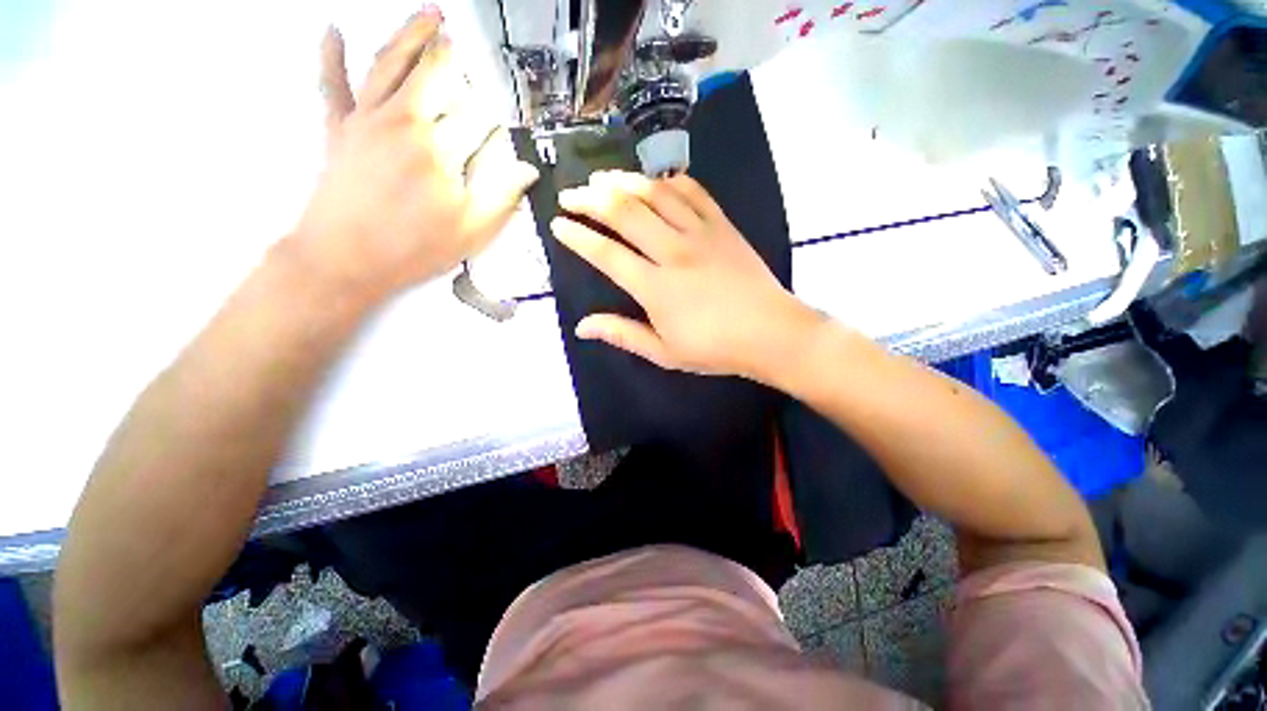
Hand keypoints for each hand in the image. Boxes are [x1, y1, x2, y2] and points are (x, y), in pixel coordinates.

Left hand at [290, 8, 538, 301]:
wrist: (344, 259)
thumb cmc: (413, 248)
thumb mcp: (471, 231)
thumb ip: (502, 197)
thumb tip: (527, 171)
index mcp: (440, 151)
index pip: (476, 122)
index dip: (492, 124)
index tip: (500, 129)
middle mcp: (404, 123)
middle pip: (433, 76)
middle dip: (452, 59)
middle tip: (463, 42)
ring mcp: (366, 120)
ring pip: (389, 64)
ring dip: (411, 35)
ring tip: (429, 15)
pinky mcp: (338, 128)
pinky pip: (333, 84)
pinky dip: (330, 54)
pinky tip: (332, 30)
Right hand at [552, 171, 821, 379]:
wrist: (771, 333)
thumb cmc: (715, 348)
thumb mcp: (664, 352)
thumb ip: (622, 334)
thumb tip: (581, 326)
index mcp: (655, 287)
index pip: (606, 254)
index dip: (578, 236)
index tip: (557, 223)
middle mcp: (672, 252)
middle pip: (624, 213)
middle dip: (590, 199)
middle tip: (570, 194)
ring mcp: (700, 234)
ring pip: (655, 194)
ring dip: (624, 182)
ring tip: (602, 179)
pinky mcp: (722, 225)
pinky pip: (692, 191)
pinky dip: (669, 181)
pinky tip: (654, 181)